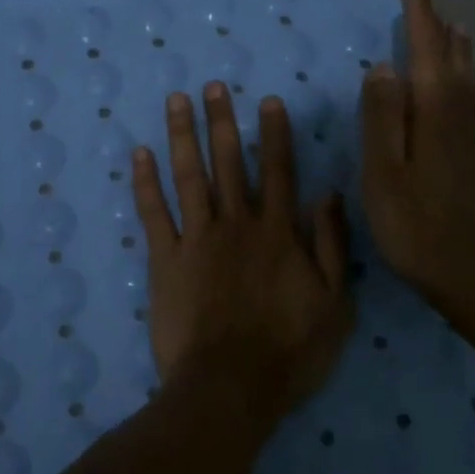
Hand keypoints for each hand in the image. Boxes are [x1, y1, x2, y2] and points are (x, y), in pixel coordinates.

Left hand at [133, 82, 354, 415]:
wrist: (230, 387)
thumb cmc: (290, 352)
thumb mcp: (335, 304)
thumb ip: (331, 247)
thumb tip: (328, 195)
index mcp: (278, 233)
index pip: (277, 171)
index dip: (273, 134)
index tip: (266, 100)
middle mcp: (236, 224)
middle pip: (228, 163)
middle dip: (221, 121)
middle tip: (211, 85)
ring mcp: (197, 239)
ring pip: (188, 176)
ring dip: (182, 135)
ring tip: (176, 101)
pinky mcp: (165, 260)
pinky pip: (153, 213)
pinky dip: (145, 182)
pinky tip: (139, 153)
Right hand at [359, 0, 474, 305]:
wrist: (469, 272)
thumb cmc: (413, 225)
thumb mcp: (383, 172)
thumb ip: (382, 118)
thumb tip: (383, 67)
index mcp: (432, 116)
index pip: (425, 57)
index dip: (420, 25)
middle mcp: (460, 118)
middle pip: (451, 64)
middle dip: (440, 32)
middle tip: (431, 4)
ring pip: (469, 83)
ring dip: (461, 54)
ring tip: (458, 31)